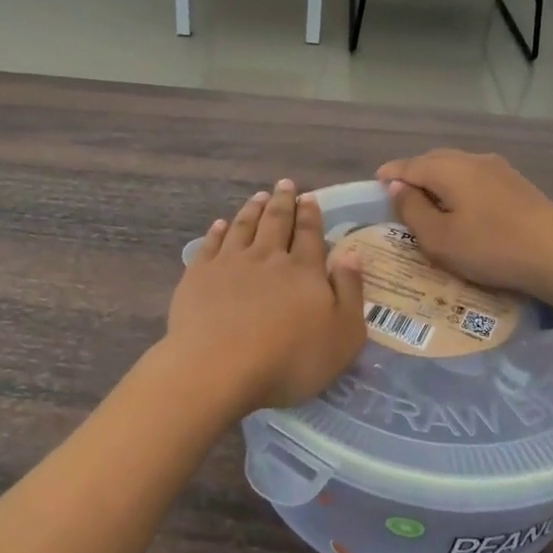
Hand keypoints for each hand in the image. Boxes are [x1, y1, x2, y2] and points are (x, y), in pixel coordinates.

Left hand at [166, 180, 367, 414]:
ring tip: (258, 196)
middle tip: (285, 184)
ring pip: (243, 227)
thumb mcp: (343, 335)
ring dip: (252, 209)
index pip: (309, 233)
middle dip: (283, 201)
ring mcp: (230, 263)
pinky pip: (210, 244)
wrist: (220, 368)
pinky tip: (220, 224)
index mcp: (304, 270)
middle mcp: (267, 257)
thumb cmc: (290, 360)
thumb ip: (351, 292)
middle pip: (276, 221)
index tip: (309, 196)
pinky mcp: (199, 275)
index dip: (310, 214)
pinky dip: (217, 231)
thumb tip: (353, 254)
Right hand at [375, 150, 552, 303]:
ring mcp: (499, 169)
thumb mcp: (439, 238)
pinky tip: (464, 207)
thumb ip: (412, 210)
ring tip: (430, 203)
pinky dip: (460, 188)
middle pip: (433, 161)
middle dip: (414, 175)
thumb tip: (397, 187)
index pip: (408, 166)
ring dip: (439, 181)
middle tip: (400, 196)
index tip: (375, 185)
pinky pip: (476, 178)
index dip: (389, 175)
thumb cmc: (491, 247)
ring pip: (457, 168)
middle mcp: (471, 159)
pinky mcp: (518, 184)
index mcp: (447, 169)